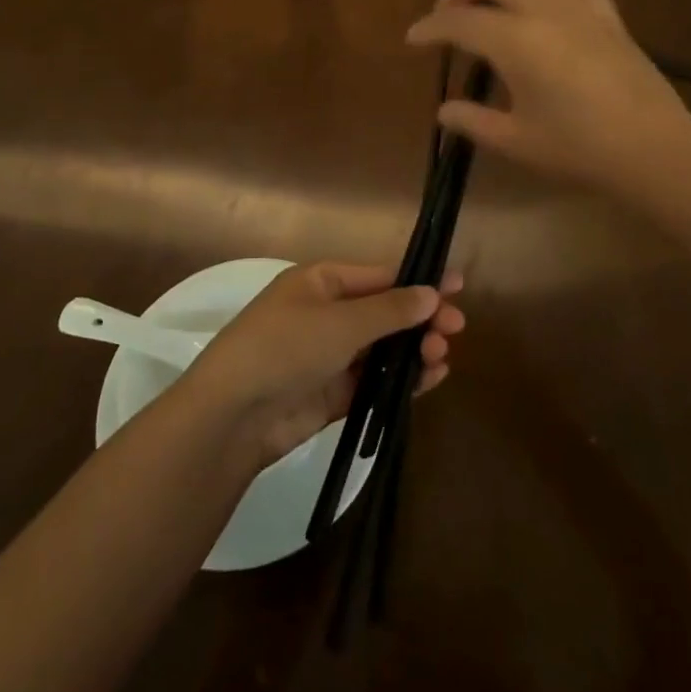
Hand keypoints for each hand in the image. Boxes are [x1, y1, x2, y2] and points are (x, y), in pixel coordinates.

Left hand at [181, 262, 465, 468]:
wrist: (233, 415)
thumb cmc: (285, 347)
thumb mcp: (341, 321)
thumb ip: (390, 309)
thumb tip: (431, 293)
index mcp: (322, 282)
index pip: (380, 276)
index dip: (419, 281)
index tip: (458, 286)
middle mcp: (327, 314)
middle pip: (386, 312)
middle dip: (421, 318)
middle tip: (456, 328)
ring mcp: (330, 355)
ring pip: (384, 348)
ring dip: (415, 349)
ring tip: (441, 356)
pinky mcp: (334, 393)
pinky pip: (376, 380)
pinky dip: (402, 379)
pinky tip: (430, 378)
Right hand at [405, 0, 690, 197]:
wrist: (653, 150)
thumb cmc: (580, 150)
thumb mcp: (517, 141)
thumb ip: (473, 121)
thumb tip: (444, 110)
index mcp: (518, 42)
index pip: (460, 21)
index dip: (431, 28)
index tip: (414, 39)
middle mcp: (545, 8)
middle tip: (446, 15)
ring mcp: (579, 4)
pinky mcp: (605, 10)